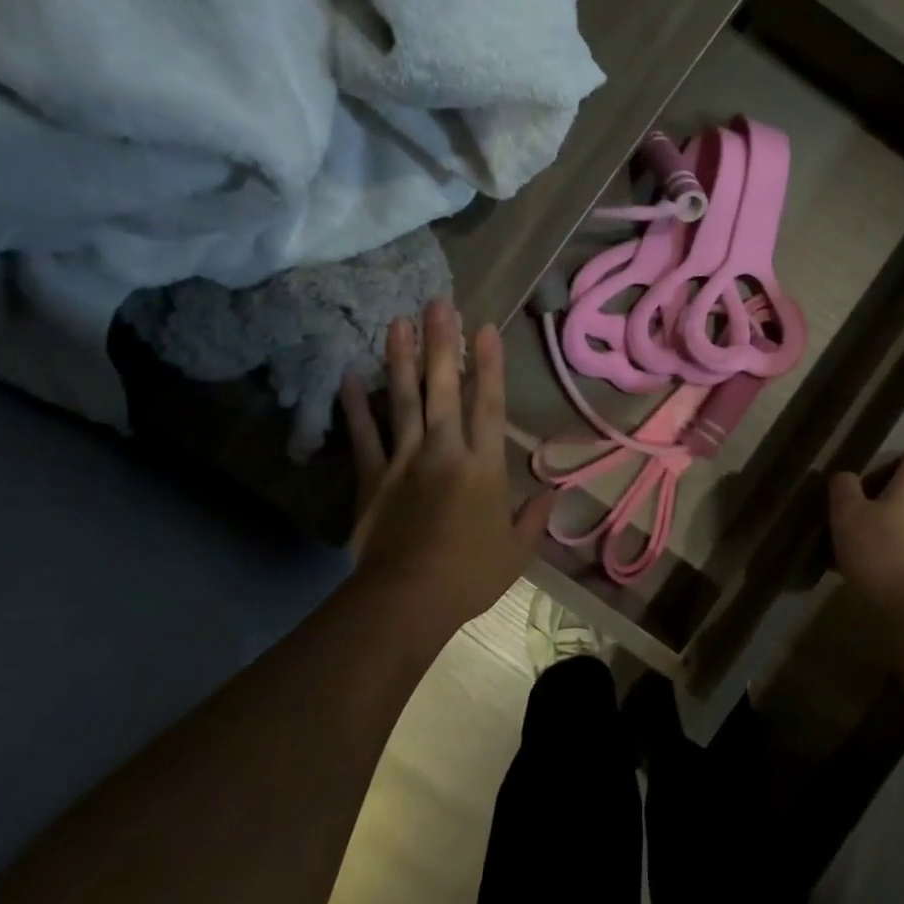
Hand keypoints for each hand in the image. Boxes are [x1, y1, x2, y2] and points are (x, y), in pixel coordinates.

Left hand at [338, 300, 553, 648]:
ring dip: (401, 359)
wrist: (407, 600)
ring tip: (398, 321)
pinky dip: (356, 405)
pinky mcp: (372, 477)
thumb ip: (535, 516)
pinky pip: (364, 435)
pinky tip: (350, 375)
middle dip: (442, 343)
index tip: (486, 327)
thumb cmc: (470, 574)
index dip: (489, 364)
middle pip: (442, 389)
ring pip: (403, 400)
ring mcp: (404, 460)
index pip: (488, 404)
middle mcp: (444, 450)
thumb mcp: (517, 550)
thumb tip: (553, 492)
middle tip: (438, 303)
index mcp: (483, 465)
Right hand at [828, 450, 903, 607]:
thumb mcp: (847, 513)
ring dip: (884, 524)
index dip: (888, 459)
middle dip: (881, 495)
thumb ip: (844, 487)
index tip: (863, 473)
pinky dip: (891, 549)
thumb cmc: (880, 550)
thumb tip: (846, 476)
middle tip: (851, 508)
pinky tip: (867, 566)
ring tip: (854, 540)